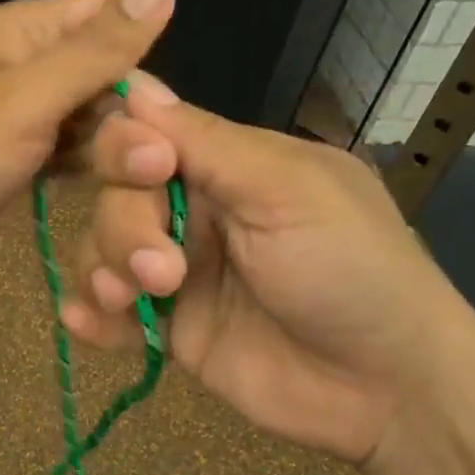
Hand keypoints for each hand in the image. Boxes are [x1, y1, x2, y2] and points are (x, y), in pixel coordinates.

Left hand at [0, 0, 179, 282]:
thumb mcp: (32, 96)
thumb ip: (98, 46)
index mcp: (23, 30)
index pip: (104, 9)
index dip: (143, 44)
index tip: (169, 104)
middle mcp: (25, 62)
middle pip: (103, 67)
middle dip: (131, 108)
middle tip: (157, 158)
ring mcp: (23, 111)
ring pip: (91, 112)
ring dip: (116, 142)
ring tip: (144, 177)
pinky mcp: (23, 154)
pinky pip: (73, 147)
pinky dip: (93, 162)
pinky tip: (118, 185)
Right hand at [60, 75, 472, 465]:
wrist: (385, 389)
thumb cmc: (350, 269)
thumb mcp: (288, 190)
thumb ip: (208, 143)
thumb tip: (136, 84)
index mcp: (227, 165)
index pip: (145, 135)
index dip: (126, 146)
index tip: (148, 169)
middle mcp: (195, 211)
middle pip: (115, 195)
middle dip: (124, 227)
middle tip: (162, 270)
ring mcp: (178, 272)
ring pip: (103, 249)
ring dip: (103, 269)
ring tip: (129, 303)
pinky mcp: (169, 327)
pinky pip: (109, 311)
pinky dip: (91, 315)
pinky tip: (89, 326)